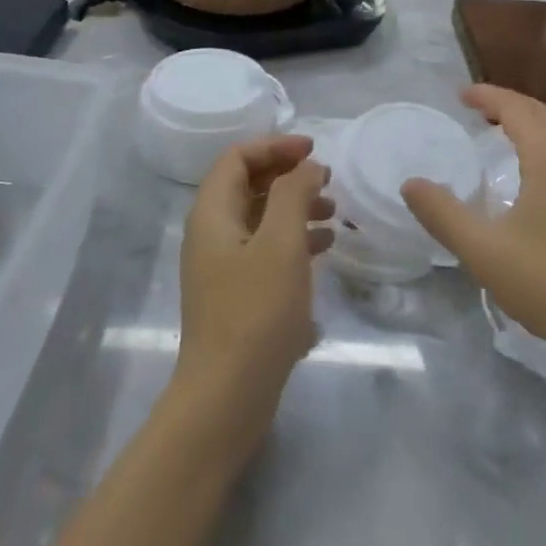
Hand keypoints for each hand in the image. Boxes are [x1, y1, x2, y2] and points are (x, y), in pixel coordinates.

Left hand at [176, 135, 332, 441]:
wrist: (226, 399)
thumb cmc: (255, 312)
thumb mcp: (281, 244)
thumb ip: (293, 194)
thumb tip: (307, 165)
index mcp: (212, 213)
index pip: (238, 157)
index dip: (275, 146)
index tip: (314, 150)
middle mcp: (211, 233)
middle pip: (248, 185)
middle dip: (288, 176)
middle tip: (327, 181)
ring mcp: (221, 266)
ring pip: (259, 219)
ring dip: (295, 208)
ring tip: (334, 214)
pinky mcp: (235, 295)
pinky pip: (264, 251)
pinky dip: (293, 241)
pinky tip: (324, 250)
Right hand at [401, 85, 545, 365]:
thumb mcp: (483, 250)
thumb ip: (443, 214)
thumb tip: (410, 184)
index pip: (516, 109)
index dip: (488, 96)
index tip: (460, 95)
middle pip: (541, 114)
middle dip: (508, 104)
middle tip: (476, 108)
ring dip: (528, 123)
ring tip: (500, 132)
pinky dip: (543, 145)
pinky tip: (532, 174)